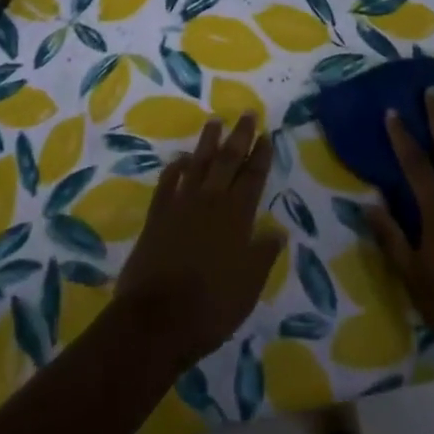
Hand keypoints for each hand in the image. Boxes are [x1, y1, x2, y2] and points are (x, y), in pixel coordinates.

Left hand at [114, 113, 282, 369]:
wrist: (156, 319)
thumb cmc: (210, 307)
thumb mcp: (248, 287)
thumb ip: (263, 255)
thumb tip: (278, 232)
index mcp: (236, 217)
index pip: (253, 178)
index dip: (261, 155)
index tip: (267, 135)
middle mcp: (210, 202)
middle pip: (227, 161)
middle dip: (240, 136)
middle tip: (247, 113)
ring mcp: (181, 205)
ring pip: (198, 164)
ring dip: (208, 142)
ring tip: (215, 121)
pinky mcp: (157, 215)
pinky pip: (168, 182)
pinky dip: (176, 168)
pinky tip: (181, 159)